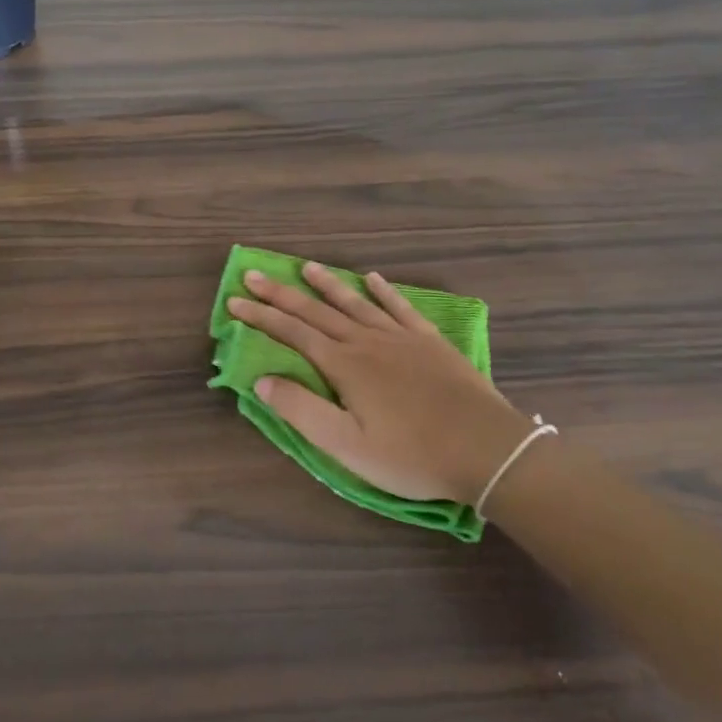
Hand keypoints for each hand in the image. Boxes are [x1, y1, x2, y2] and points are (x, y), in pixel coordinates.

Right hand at [226, 262, 534, 505]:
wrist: (487, 450)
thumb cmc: (411, 455)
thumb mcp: (347, 445)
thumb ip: (302, 410)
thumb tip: (261, 380)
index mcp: (343, 365)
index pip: (292, 332)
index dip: (260, 316)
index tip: (234, 300)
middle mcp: (366, 341)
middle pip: (316, 311)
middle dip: (281, 293)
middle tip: (254, 273)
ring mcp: (400, 337)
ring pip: (355, 302)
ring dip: (327, 284)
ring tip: (306, 266)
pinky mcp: (430, 341)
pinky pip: (401, 308)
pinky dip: (384, 291)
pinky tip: (373, 279)